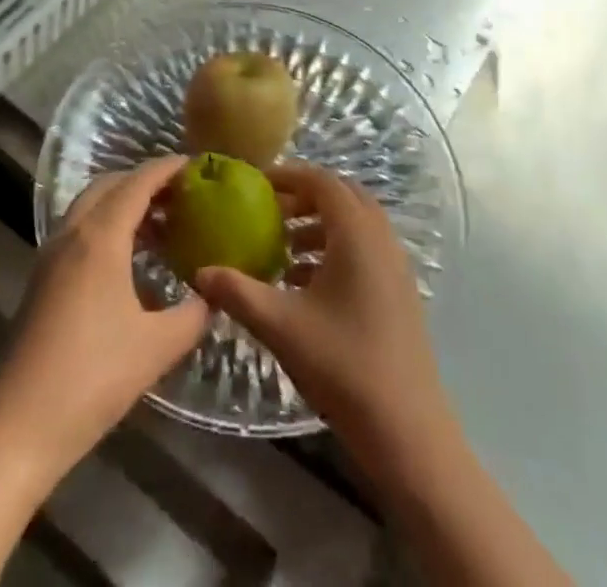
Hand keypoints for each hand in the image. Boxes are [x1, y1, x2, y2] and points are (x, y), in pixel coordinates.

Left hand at [0, 156, 207, 480]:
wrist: (17, 427)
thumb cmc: (92, 378)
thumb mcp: (156, 348)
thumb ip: (193, 315)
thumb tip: (213, 295)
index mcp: (100, 236)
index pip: (138, 181)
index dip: (168, 168)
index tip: (198, 165)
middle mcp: (72, 233)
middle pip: (110, 185)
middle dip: (145, 181)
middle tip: (182, 196)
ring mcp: (51, 255)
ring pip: (90, 207)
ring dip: (123, 204)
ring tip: (161, 226)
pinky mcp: (41, 279)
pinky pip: (79, 231)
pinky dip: (106, 227)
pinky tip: (128, 262)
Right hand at [194, 164, 451, 470]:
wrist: (407, 430)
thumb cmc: (343, 364)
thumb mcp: (281, 326)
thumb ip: (238, 292)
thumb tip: (200, 272)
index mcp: (356, 233)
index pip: (322, 181)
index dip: (289, 175)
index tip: (256, 183)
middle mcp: (381, 238)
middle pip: (342, 196)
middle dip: (304, 196)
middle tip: (268, 211)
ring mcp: (395, 265)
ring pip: (354, 224)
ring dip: (319, 225)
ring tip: (282, 249)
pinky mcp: (400, 291)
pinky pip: (364, 249)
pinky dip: (335, 249)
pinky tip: (305, 283)